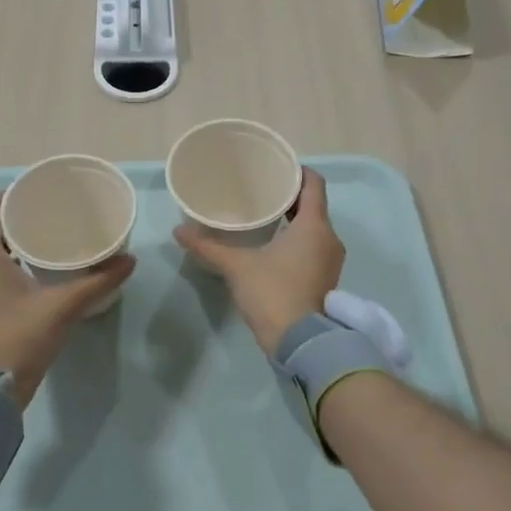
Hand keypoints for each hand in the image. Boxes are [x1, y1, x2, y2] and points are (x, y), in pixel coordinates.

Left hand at [0, 195, 134, 405]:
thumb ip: (97, 282)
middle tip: (51, 212)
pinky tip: (41, 268)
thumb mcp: (63, 307)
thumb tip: (129, 260)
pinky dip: (13, 261)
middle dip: (17, 216)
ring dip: (15, 240)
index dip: (7, 195)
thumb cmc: (21, 339)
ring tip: (50, 236)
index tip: (35, 192)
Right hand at [175, 167, 343, 351]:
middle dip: (291, 197)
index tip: (277, 168)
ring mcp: (331, 261)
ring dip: (295, 220)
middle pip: (314, 205)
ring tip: (265, 216)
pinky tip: (274, 245)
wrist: (300, 342)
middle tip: (262, 191)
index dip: (298, 172)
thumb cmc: (273, 293)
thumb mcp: (237, 266)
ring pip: (315, 228)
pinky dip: (298, 240)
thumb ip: (208, 246)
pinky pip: (315, 247)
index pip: (314, 185)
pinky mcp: (327, 279)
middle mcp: (330, 238)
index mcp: (314, 226)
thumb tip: (179, 230)